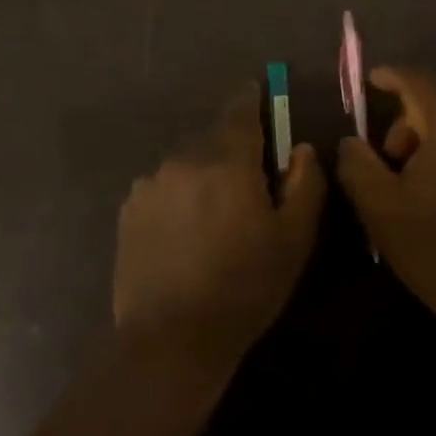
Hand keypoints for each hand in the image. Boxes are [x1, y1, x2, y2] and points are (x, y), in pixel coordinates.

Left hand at [114, 84, 326, 385]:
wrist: (172, 338)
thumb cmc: (244, 287)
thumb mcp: (294, 239)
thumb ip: (305, 183)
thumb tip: (300, 149)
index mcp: (227, 161)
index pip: (241, 110)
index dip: (252, 100)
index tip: (258, 97)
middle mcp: (183, 160)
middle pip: (213, 138)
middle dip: (231, 150)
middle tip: (246, 183)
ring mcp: (150, 184)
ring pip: (186, 164)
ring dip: (202, 175)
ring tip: (212, 216)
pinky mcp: (129, 210)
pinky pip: (162, 188)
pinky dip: (177, 197)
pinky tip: (183, 233)